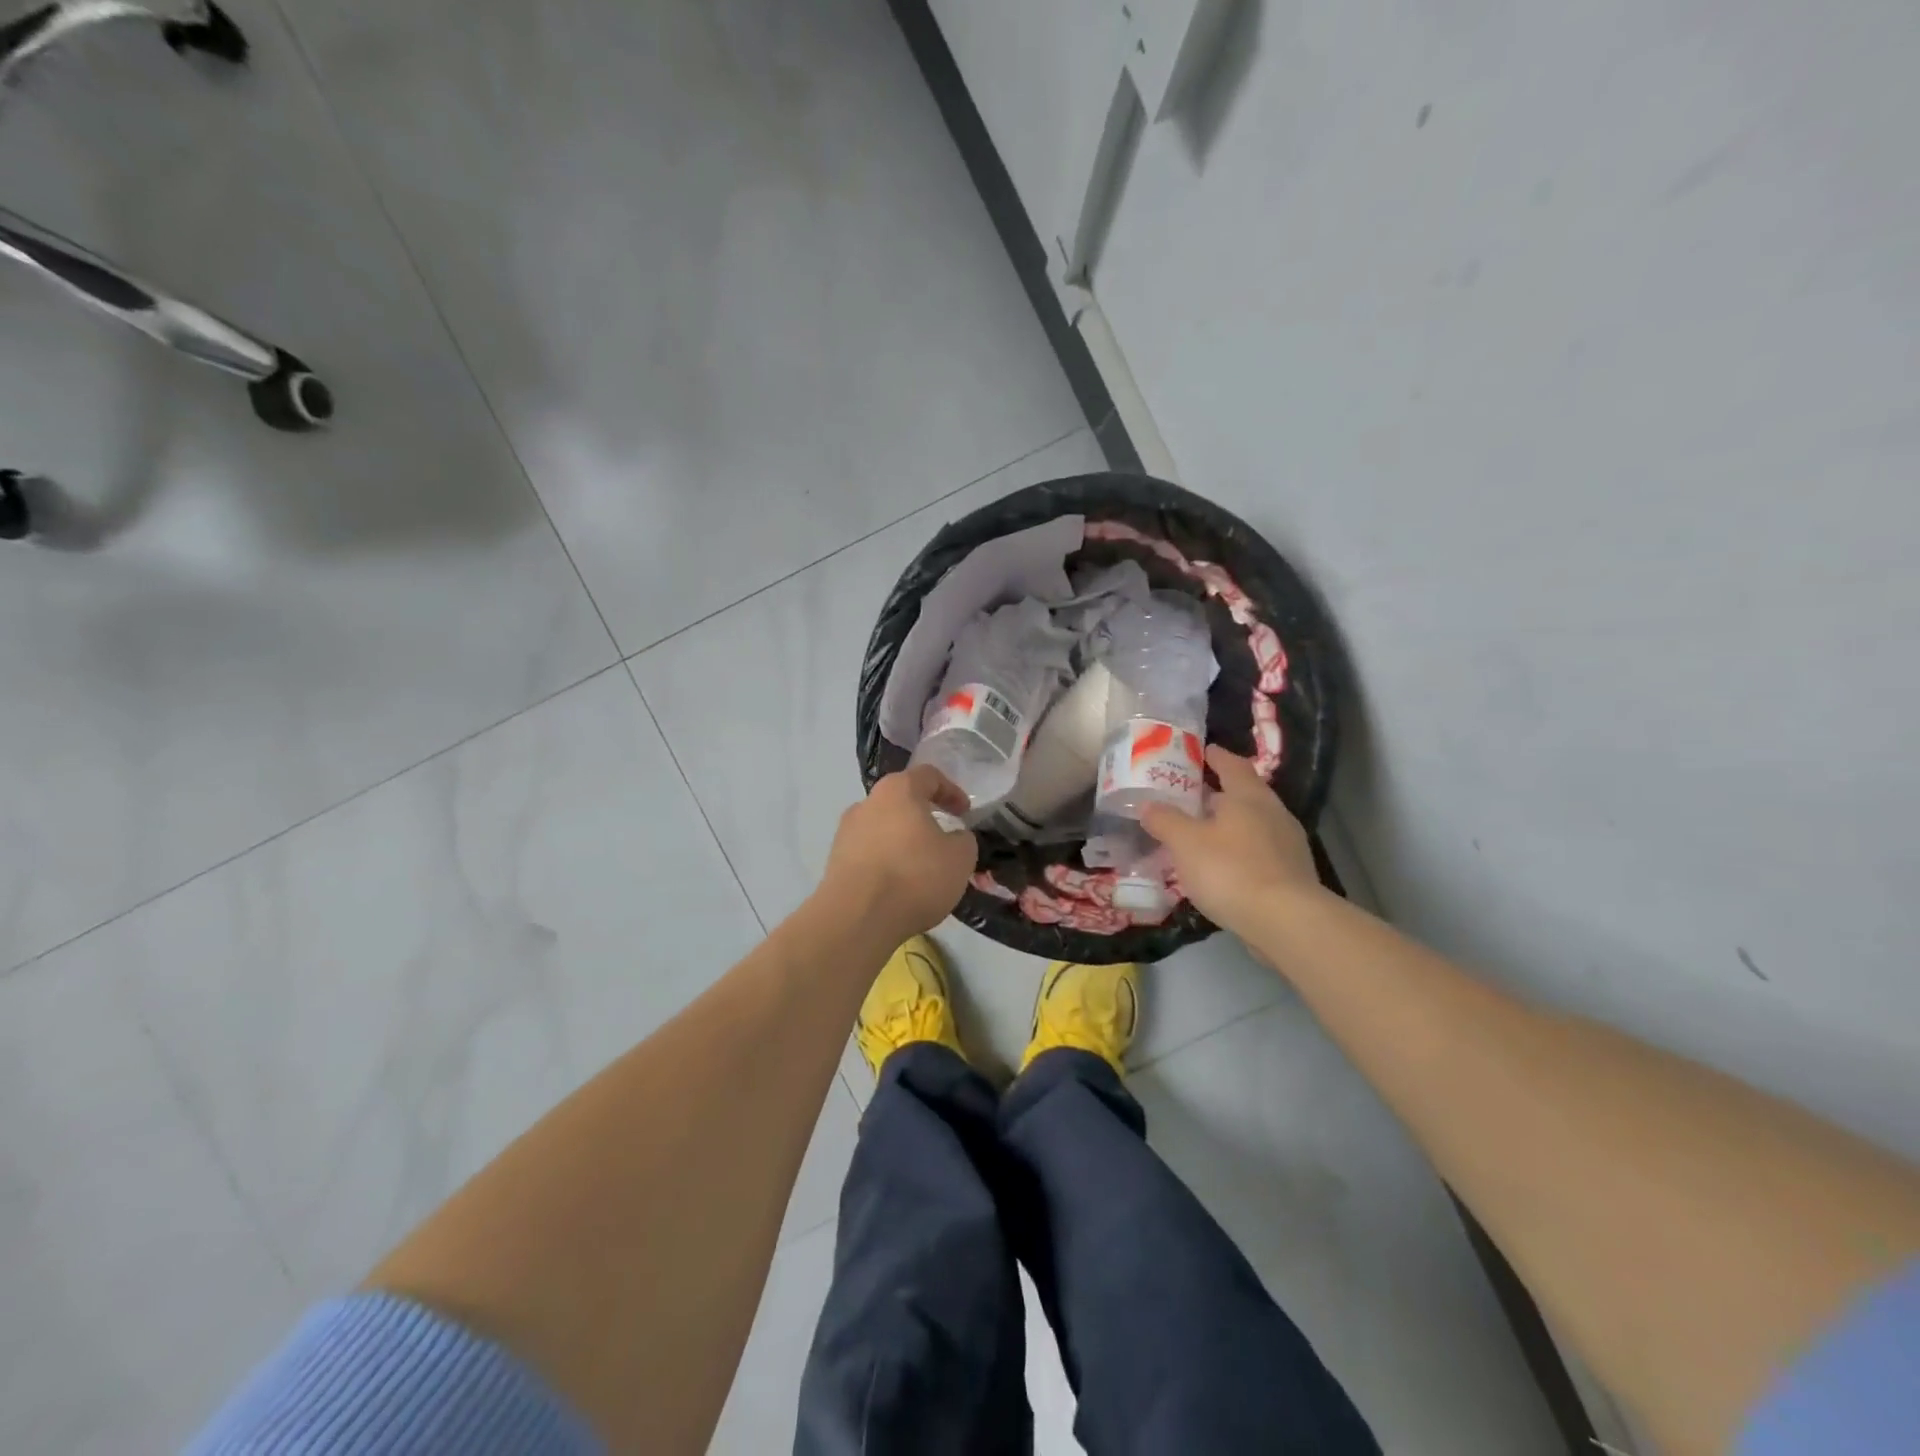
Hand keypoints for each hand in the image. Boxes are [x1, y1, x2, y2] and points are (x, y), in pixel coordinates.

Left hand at [821, 765, 977, 940]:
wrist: (857, 917)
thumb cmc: (915, 876)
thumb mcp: (961, 858)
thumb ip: (964, 840)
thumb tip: (954, 838)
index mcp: (899, 790)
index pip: (928, 776)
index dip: (952, 791)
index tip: (965, 814)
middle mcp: (868, 802)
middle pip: (902, 801)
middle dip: (925, 818)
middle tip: (944, 841)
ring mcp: (846, 831)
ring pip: (884, 828)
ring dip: (904, 841)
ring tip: (922, 869)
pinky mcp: (835, 860)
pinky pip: (869, 852)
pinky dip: (887, 862)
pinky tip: (899, 886)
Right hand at [1143, 745, 1322, 939]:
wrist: (1286, 922)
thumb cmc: (1231, 870)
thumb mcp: (1185, 843)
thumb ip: (1165, 820)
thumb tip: (1147, 804)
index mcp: (1248, 796)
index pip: (1232, 765)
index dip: (1216, 756)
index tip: (1202, 751)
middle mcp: (1273, 813)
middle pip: (1245, 794)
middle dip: (1220, 792)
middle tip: (1191, 795)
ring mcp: (1288, 844)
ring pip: (1254, 824)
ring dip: (1230, 824)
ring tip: (1203, 832)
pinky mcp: (1292, 875)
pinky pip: (1260, 851)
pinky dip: (1240, 851)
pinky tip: (1223, 866)